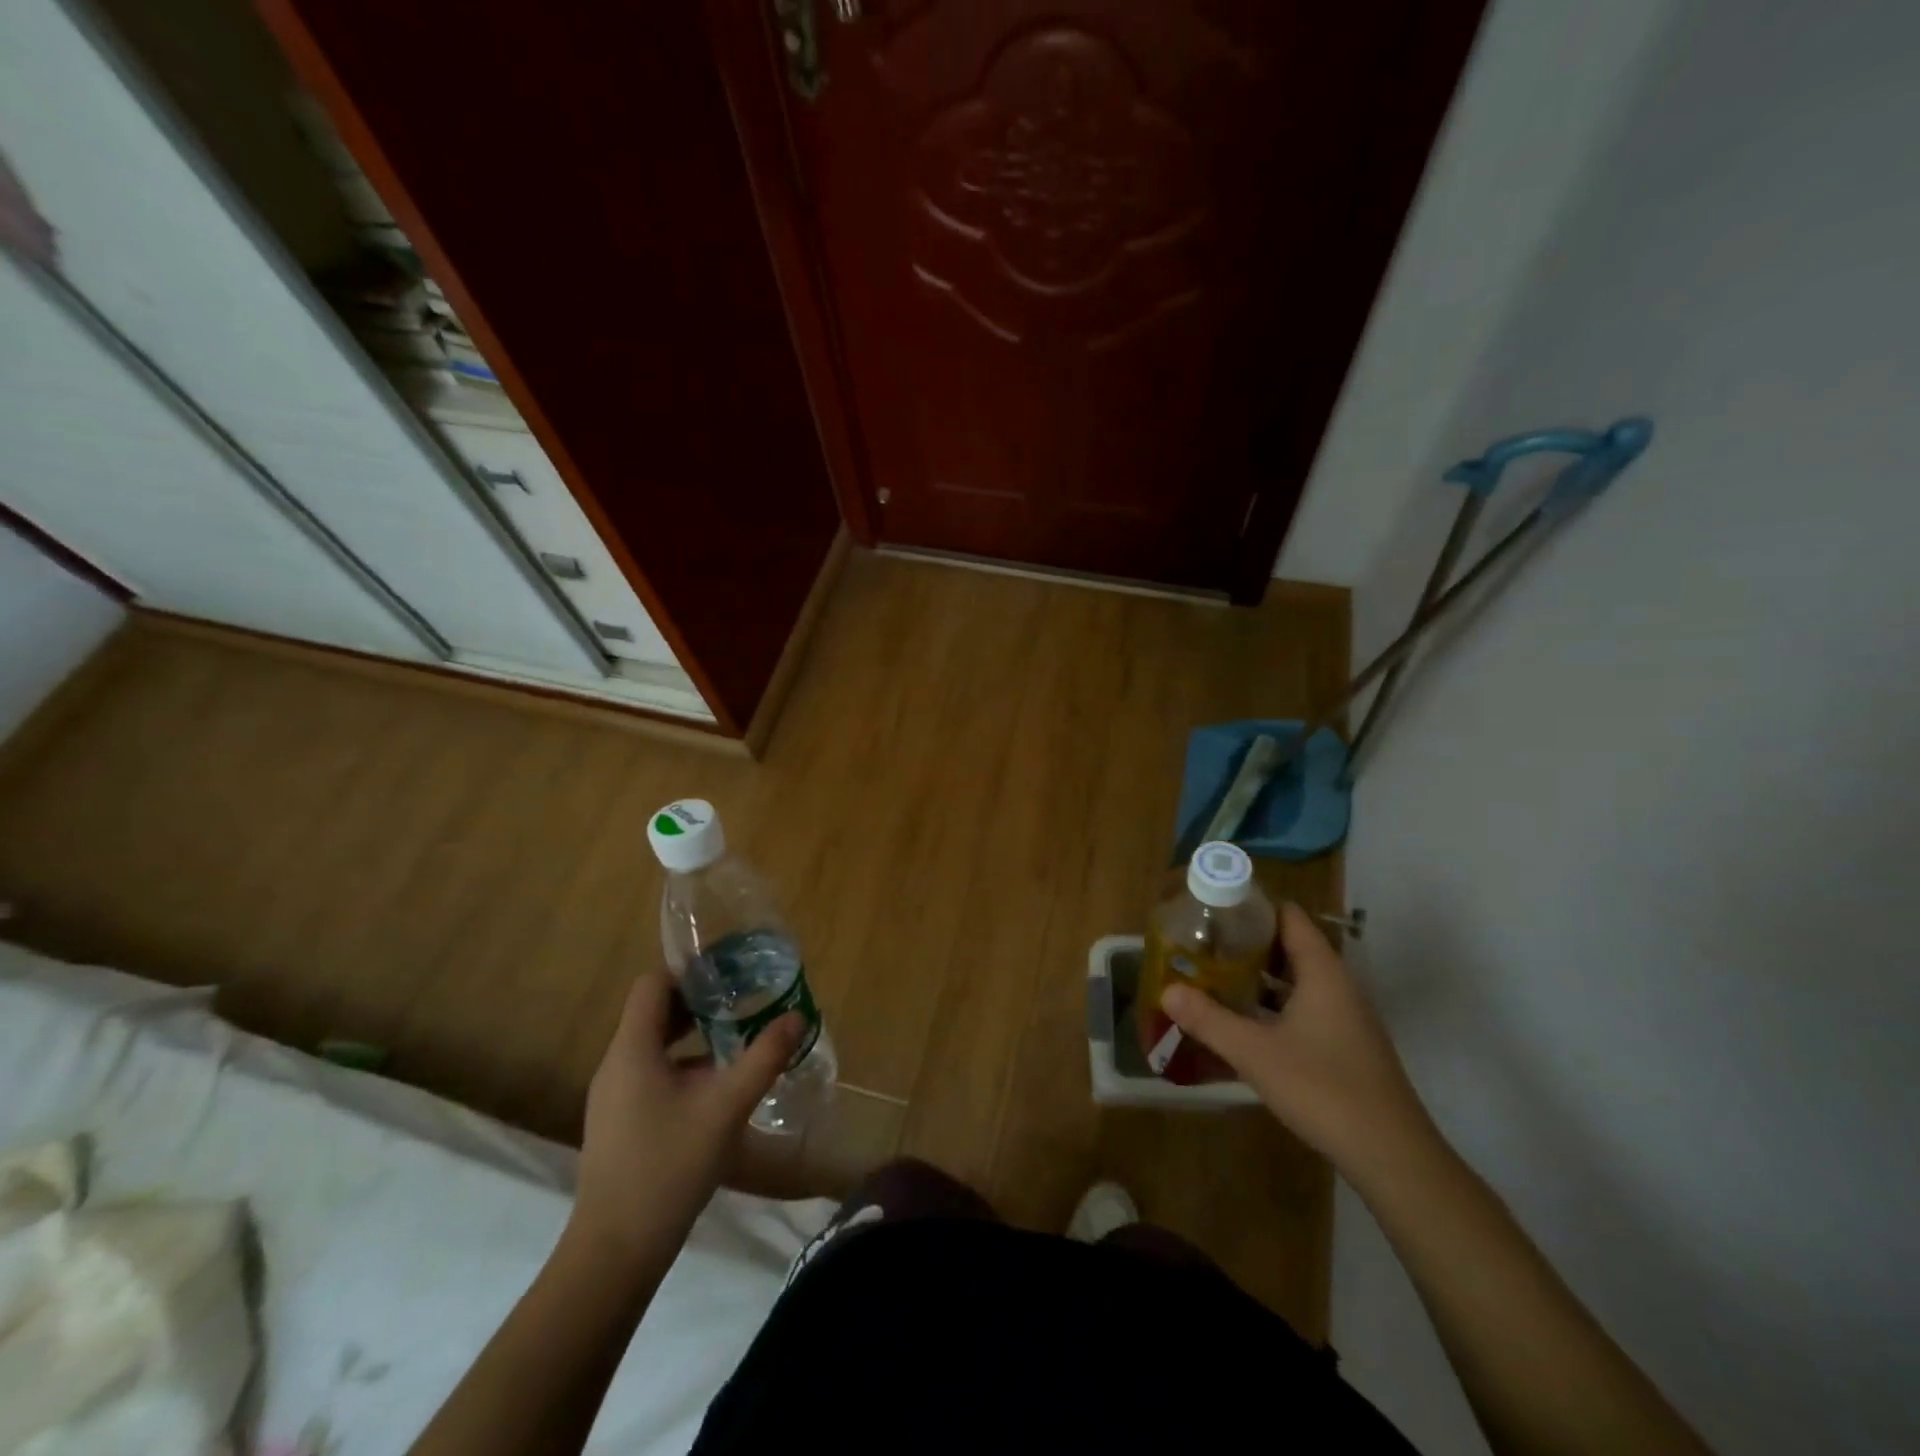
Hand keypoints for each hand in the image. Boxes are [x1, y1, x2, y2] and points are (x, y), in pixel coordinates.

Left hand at [571, 974, 798, 1264]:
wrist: (615, 1252)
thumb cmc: (669, 1166)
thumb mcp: (726, 1107)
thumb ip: (763, 1058)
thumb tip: (796, 1016)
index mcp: (632, 1050)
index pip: (653, 984)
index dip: (689, 971)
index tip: (728, 971)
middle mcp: (616, 1064)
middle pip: (653, 1012)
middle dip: (697, 1001)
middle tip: (741, 998)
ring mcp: (613, 1096)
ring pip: (653, 1045)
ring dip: (691, 1033)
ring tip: (735, 1034)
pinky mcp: (619, 1122)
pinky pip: (650, 1073)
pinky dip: (682, 1064)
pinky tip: (715, 1085)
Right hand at [1160, 902, 1439, 1185]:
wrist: (1392, 1156)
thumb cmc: (1323, 1089)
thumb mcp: (1255, 1053)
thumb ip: (1208, 1019)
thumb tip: (1166, 991)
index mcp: (1322, 972)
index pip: (1288, 916)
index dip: (1252, 907)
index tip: (1213, 909)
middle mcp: (1338, 985)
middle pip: (1290, 945)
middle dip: (1246, 943)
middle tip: (1202, 945)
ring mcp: (1346, 1016)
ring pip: (1296, 980)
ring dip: (1258, 976)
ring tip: (1214, 976)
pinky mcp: (1346, 1044)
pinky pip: (1304, 1007)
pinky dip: (1273, 1005)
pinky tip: (1244, 1022)